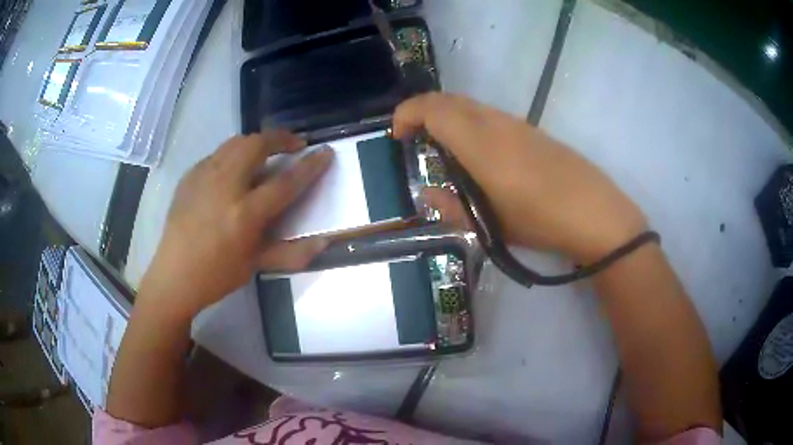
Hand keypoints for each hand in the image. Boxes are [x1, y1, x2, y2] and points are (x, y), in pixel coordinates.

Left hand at [138, 131, 332, 318]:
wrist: (173, 275)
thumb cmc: (217, 276)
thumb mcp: (256, 266)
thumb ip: (292, 252)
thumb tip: (325, 243)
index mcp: (244, 213)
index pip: (286, 182)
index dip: (310, 165)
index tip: (326, 151)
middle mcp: (225, 187)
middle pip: (257, 145)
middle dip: (281, 138)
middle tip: (294, 145)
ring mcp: (203, 177)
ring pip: (235, 143)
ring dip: (257, 142)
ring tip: (266, 152)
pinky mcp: (189, 177)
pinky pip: (216, 155)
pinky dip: (233, 154)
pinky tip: (234, 170)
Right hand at [393, 93, 645, 263]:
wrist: (595, 214)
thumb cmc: (540, 222)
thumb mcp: (490, 224)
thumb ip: (451, 206)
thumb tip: (426, 193)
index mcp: (481, 143)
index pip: (433, 108)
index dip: (407, 113)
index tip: (398, 135)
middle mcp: (496, 123)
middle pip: (450, 100)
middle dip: (424, 112)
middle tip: (415, 138)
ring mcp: (518, 124)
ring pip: (471, 105)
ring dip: (449, 117)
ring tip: (444, 148)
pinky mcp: (533, 131)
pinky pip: (491, 116)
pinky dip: (471, 123)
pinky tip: (479, 153)